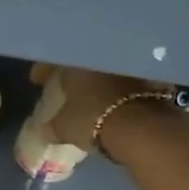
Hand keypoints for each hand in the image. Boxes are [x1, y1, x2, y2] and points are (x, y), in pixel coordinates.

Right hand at [36, 64, 176, 150]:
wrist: (142, 127)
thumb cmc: (93, 119)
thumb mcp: (64, 128)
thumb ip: (52, 127)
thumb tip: (43, 130)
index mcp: (77, 64)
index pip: (55, 62)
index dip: (44, 70)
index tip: (36, 79)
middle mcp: (104, 58)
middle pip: (84, 64)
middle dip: (74, 74)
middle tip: (66, 86)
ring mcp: (129, 68)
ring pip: (108, 71)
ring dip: (100, 82)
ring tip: (93, 96)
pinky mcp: (152, 82)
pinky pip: (129, 83)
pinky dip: (121, 92)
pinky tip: (116, 104)